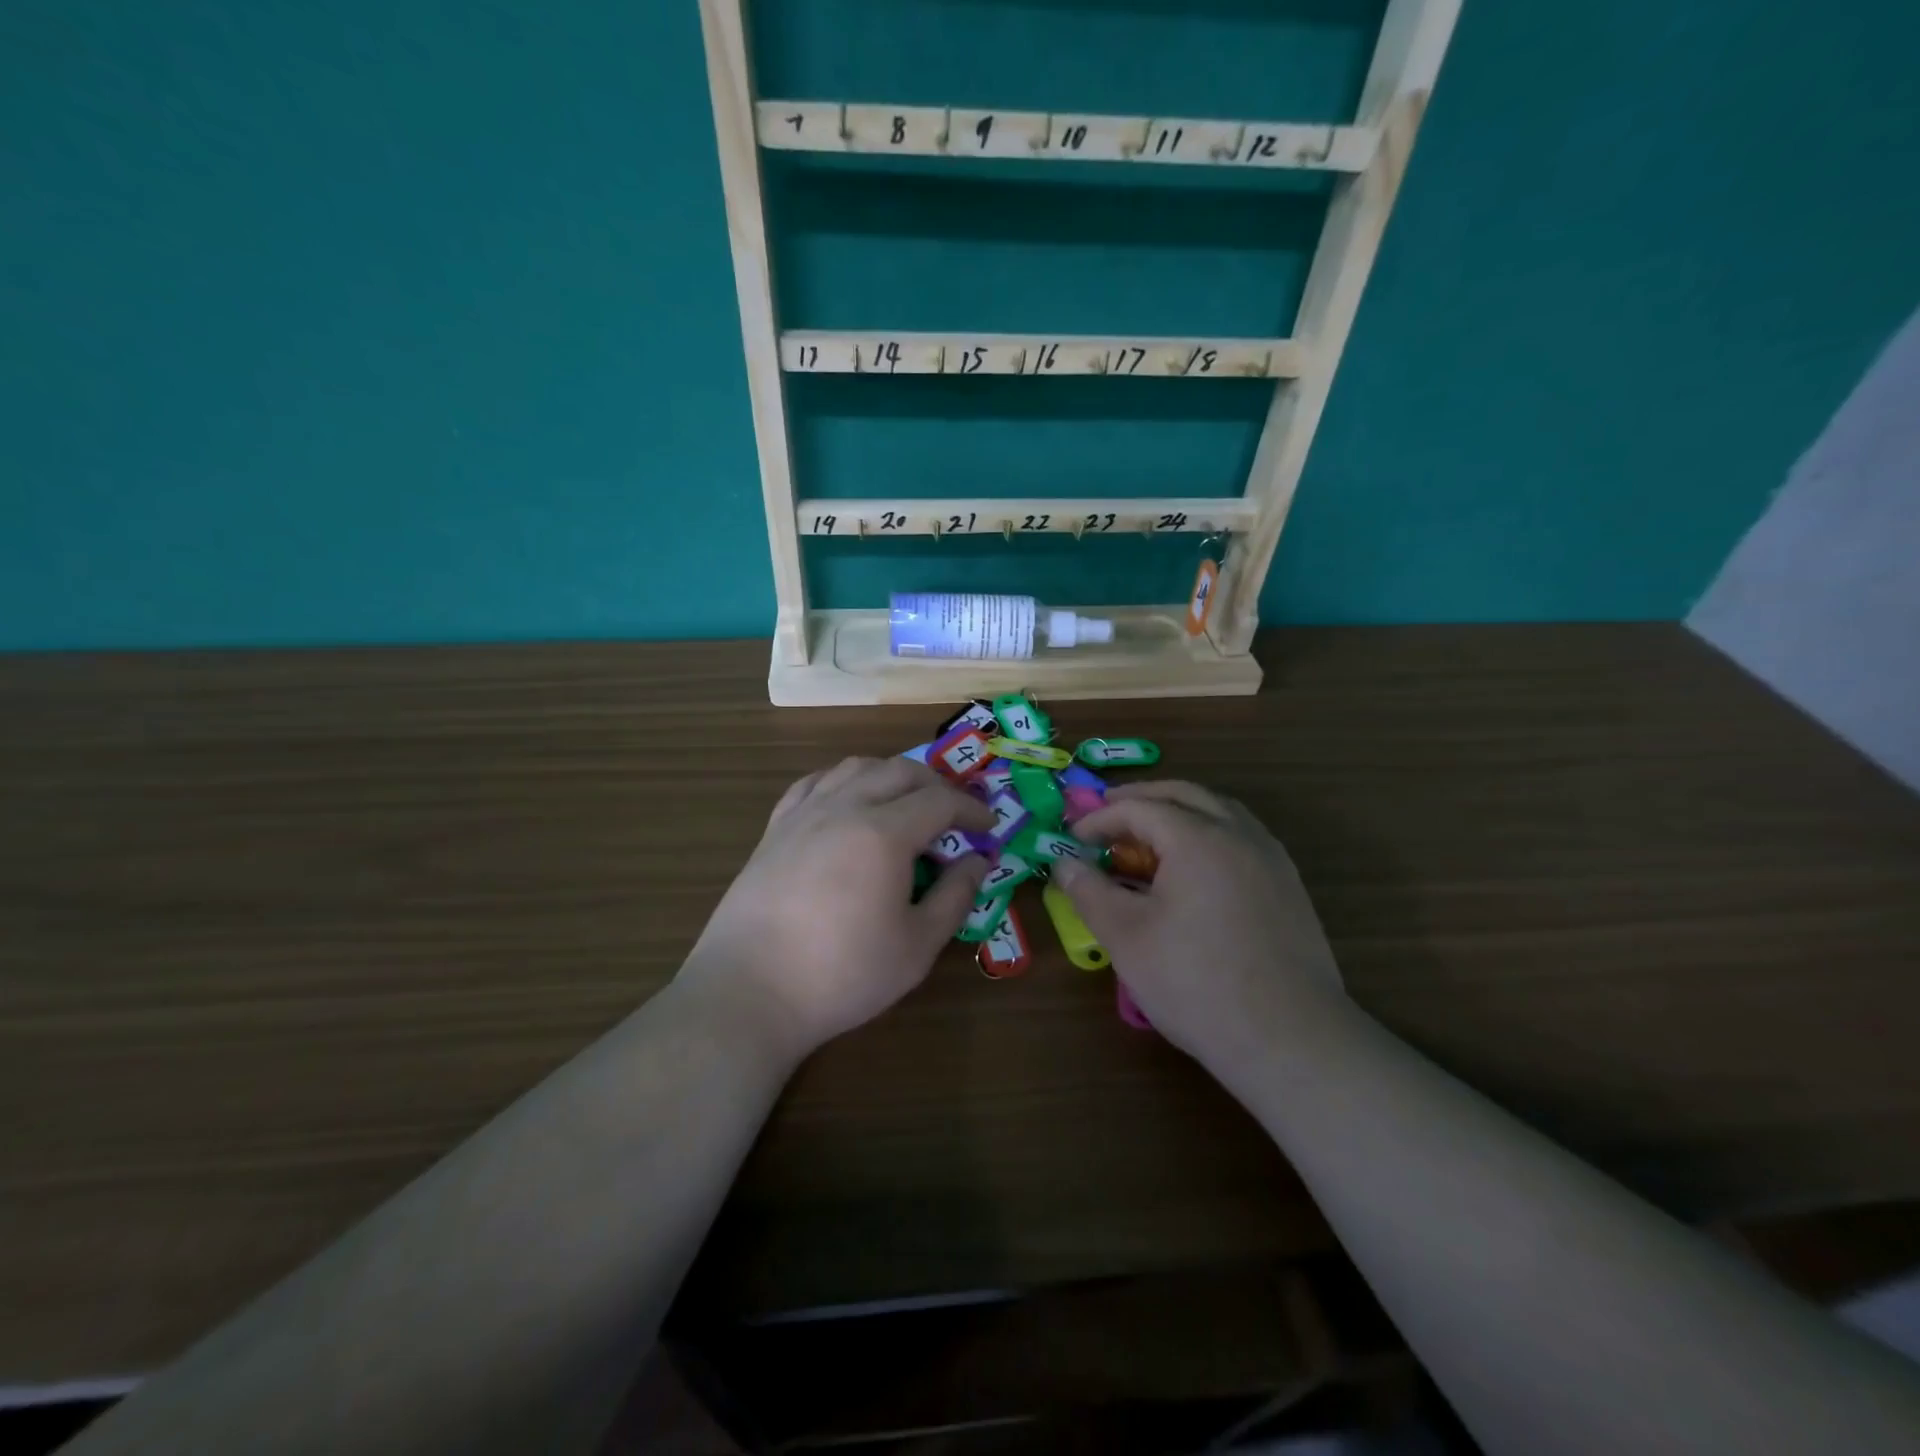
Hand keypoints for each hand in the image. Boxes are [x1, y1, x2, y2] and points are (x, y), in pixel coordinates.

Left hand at [680, 757, 993, 1058]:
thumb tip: (977, 862)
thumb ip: (954, 897)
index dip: (971, 810)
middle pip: (899, 771)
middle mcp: (844, 808)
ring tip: (905, 801)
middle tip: (954, 813)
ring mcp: (803, 815)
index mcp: (884, 833)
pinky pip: (813, 783)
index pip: (939, 801)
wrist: (750, 992)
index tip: (988, 827)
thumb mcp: (917, 946)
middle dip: (936, 784)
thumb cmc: (842, 974)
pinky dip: (843, 781)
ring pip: (854, 767)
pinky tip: (847, 800)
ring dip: (890, 774)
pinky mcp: (774, 830)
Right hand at [1052, 782, 1344, 1062]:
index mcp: (1198, 838)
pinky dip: (1210, 834)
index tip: (1073, 840)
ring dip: (1180, 811)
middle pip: (1185, 795)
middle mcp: (1240, 835)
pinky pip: (1243, 838)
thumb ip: (1089, 891)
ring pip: (1221, 812)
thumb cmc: (1195, 982)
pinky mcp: (1290, 888)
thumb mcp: (1126, 936)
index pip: (1139, 808)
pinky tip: (1196, 868)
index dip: (1100, 819)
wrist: (1289, 1038)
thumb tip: (1064, 864)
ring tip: (1150, 834)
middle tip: (1108, 812)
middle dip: (1142, 798)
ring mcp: (1272, 859)